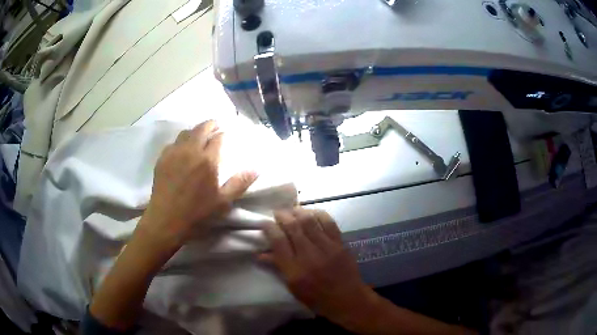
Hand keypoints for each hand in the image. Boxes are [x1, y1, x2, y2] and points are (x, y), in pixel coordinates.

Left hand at [140, 120, 257, 249]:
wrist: (166, 220)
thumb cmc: (197, 213)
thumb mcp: (223, 202)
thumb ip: (240, 183)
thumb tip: (257, 168)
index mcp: (208, 160)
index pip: (218, 138)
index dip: (224, 134)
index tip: (227, 135)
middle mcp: (191, 151)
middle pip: (201, 128)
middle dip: (211, 124)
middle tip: (216, 126)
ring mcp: (174, 153)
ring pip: (186, 132)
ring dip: (195, 131)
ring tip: (199, 136)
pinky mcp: (162, 159)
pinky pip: (173, 142)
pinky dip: (181, 141)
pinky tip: (182, 150)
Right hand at [262, 208, 373, 323]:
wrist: (348, 300)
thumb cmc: (317, 298)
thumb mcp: (293, 288)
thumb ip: (278, 267)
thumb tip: (261, 253)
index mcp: (295, 271)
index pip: (278, 242)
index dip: (269, 229)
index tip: (265, 223)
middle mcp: (309, 256)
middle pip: (293, 227)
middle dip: (282, 216)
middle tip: (277, 212)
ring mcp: (327, 248)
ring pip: (309, 221)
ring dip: (298, 211)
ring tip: (292, 210)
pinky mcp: (340, 244)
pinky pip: (328, 222)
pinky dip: (318, 213)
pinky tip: (311, 212)